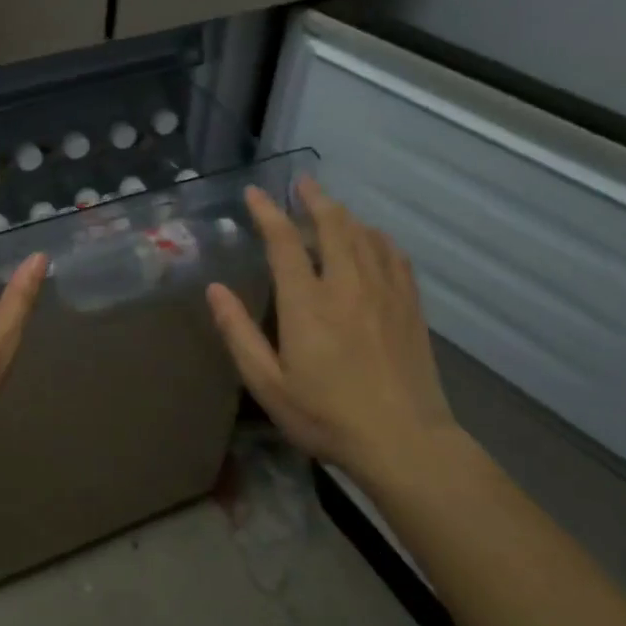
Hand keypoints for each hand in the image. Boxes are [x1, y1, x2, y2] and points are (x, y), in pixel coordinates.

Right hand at [206, 177, 460, 484]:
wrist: (405, 442)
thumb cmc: (326, 416)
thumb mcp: (267, 384)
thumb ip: (239, 333)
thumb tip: (215, 290)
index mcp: (307, 304)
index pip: (284, 242)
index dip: (268, 212)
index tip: (255, 192)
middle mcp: (347, 286)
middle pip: (333, 225)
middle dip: (314, 199)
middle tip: (301, 183)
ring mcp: (385, 293)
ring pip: (365, 235)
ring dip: (344, 214)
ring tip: (330, 206)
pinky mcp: (410, 306)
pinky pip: (394, 256)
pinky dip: (378, 238)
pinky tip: (372, 239)